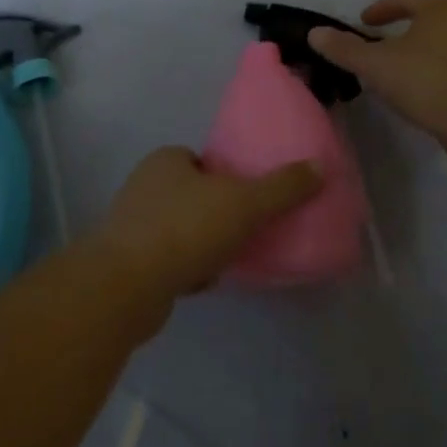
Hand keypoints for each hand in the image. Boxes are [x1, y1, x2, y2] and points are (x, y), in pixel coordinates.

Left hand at [88, 147, 321, 307]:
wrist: (127, 286)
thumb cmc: (185, 228)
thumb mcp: (244, 203)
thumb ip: (282, 187)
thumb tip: (319, 167)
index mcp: (166, 160)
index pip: (202, 160)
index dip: (227, 176)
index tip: (250, 198)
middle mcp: (144, 185)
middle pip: (192, 194)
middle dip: (216, 212)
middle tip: (246, 230)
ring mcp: (131, 224)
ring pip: (180, 228)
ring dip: (202, 242)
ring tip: (230, 258)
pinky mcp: (127, 262)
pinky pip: (167, 258)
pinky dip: (187, 268)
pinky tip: (205, 281)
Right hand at [307, 0, 446, 149]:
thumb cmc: (426, 80)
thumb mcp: (376, 64)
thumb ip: (345, 48)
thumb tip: (315, 33)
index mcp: (439, 8)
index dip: (382, 7)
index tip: (364, 22)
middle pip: (427, 17)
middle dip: (401, 28)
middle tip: (379, 42)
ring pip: (441, 43)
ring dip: (417, 51)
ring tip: (395, 70)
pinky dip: (432, 71)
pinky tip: (418, 92)